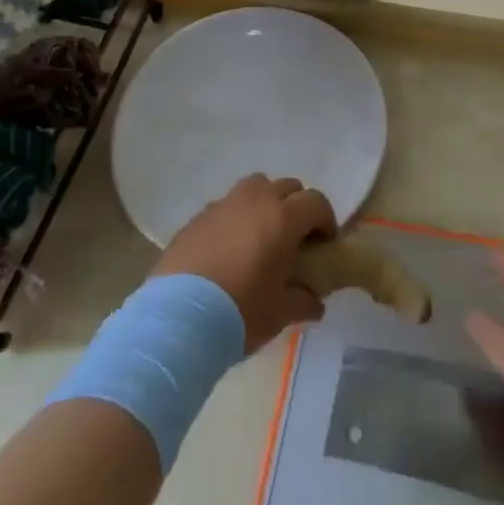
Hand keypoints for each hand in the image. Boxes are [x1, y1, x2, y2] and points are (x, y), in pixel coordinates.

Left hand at [153, 175, 335, 352]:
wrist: (177, 318)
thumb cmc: (240, 312)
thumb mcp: (280, 313)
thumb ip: (303, 301)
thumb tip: (315, 302)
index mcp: (283, 218)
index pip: (316, 202)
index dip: (325, 220)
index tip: (324, 244)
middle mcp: (255, 201)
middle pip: (288, 186)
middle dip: (298, 207)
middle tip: (295, 238)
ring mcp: (224, 204)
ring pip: (255, 186)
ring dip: (266, 201)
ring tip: (262, 233)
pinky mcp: (198, 217)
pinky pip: (227, 204)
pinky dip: (237, 216)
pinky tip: (230, 246)